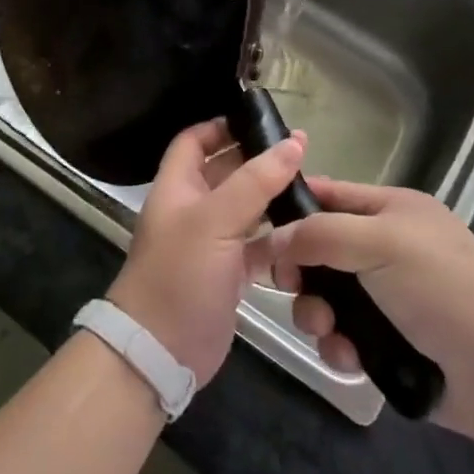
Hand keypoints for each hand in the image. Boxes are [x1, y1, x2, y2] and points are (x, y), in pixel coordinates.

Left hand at [107, 118, 304, 384]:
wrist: (160, 352)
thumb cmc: (179, 274)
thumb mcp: (214, 221)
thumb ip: (255, 181)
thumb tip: (294, 143)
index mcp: (177, 187)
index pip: (195, 141)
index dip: (222, 127)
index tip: (261, 121)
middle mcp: (192, 210)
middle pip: (225, 173)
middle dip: (258, 161)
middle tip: (300, 152)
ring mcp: (211, 244)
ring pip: (246, 210)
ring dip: (273, 199)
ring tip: (313, 187)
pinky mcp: (228, 275)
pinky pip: (258, 247)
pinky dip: (279, 240)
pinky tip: (308, 233)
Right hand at [268, 177, 473, 438]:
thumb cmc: (441, 290)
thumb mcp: (380, 243)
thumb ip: (319, 234)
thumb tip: (272, 241)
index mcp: (393, 210)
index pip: (331, 195)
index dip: (294, 208)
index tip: (259, 231)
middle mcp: (388, 248)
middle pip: (320, 250)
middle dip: (302, 272)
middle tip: (288, 287)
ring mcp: (388, 297)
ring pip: (327, 297)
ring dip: (317, 314)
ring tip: (327, 331)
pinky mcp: (387, 342)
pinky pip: (343, 336)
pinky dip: (340, 347)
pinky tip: (350, 360)